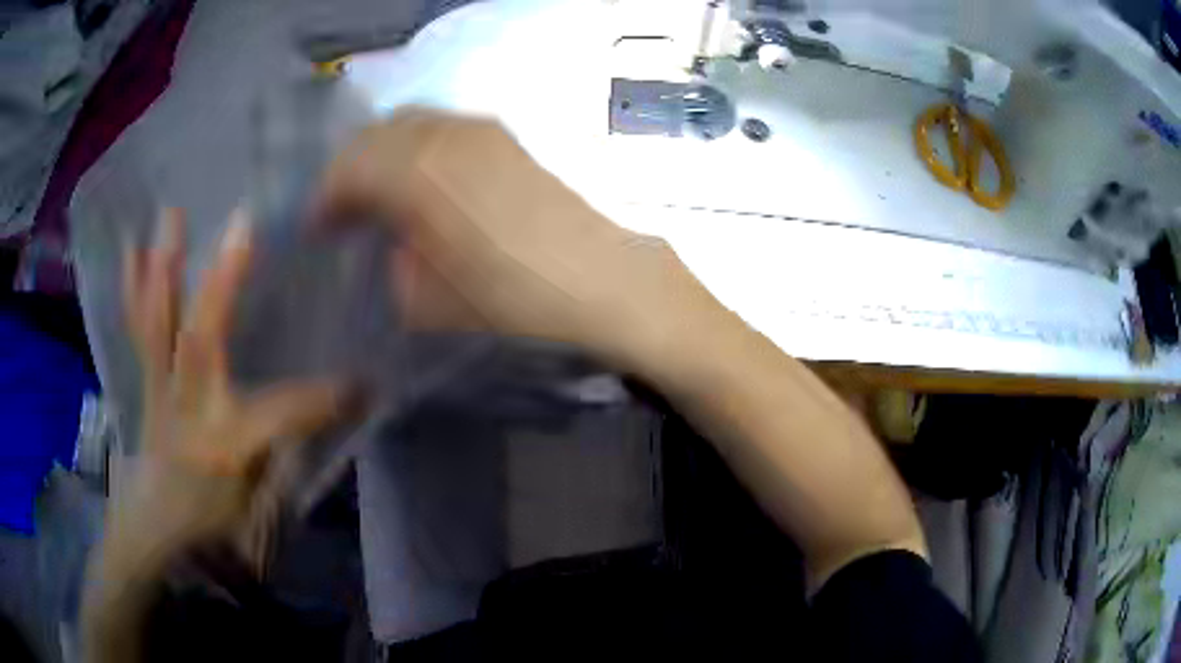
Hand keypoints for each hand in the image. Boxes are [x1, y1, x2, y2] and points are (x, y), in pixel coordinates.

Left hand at [116, 207, 351, 549]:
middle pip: (202, 341)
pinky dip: (133, 287)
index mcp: (226, 444)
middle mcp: (189, 409)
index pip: (283, 413)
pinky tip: (130, 249)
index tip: (362, 381)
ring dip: (164, 269)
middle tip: (241, 226)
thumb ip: (295, 443)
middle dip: (223, 285)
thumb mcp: (262, 496)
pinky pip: (138, 328)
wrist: (156, 526)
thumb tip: (347, 401)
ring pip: (159, 325)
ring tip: (170, 216)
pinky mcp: (146, 378)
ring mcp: (161, 389)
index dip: (324, 398)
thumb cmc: (212, 517)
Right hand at [316, 108, 690, 364]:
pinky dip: (416, 146)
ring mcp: (477, 127)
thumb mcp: (429, 301)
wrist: (599, 278)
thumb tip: (390, 241)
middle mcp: (443, 134)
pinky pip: (440, 126)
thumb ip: (393, 263)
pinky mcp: (503, 134)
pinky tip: (422, 178)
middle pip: (373, 136)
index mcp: (416, 173)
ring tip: (378, 192)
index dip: (324, 199)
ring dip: (382, 153)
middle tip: (342, 210)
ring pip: (407, 123)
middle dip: (348, 170)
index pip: (347, 169)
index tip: (316, 228)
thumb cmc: (512, 299)